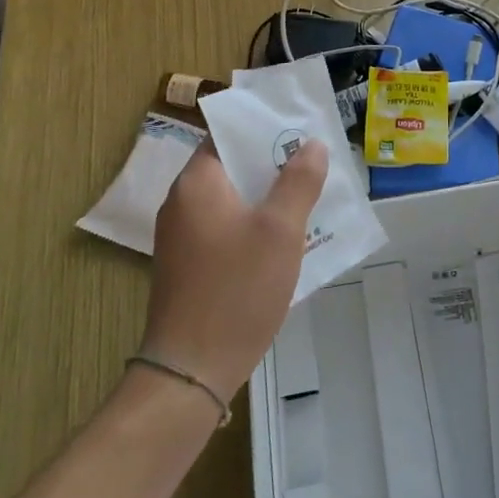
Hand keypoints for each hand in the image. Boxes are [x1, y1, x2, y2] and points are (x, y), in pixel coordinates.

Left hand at [141, 140, 325, 400]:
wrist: (192, 369)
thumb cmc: (238, 288)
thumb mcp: (281, 230)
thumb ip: (299, 182)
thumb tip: (312, 145)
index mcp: (197, 183)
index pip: (226, 135)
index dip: (263, 128)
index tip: (300, 129)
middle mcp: (182, 203)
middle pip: (231, 167)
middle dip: (273, 165)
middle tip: (316, 164)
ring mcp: (182, 237)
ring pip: (232, 201)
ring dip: (267, 198)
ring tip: (310, 199)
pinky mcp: (188, 266)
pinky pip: (226, 229)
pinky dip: (254, 226)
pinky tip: (285, 241)